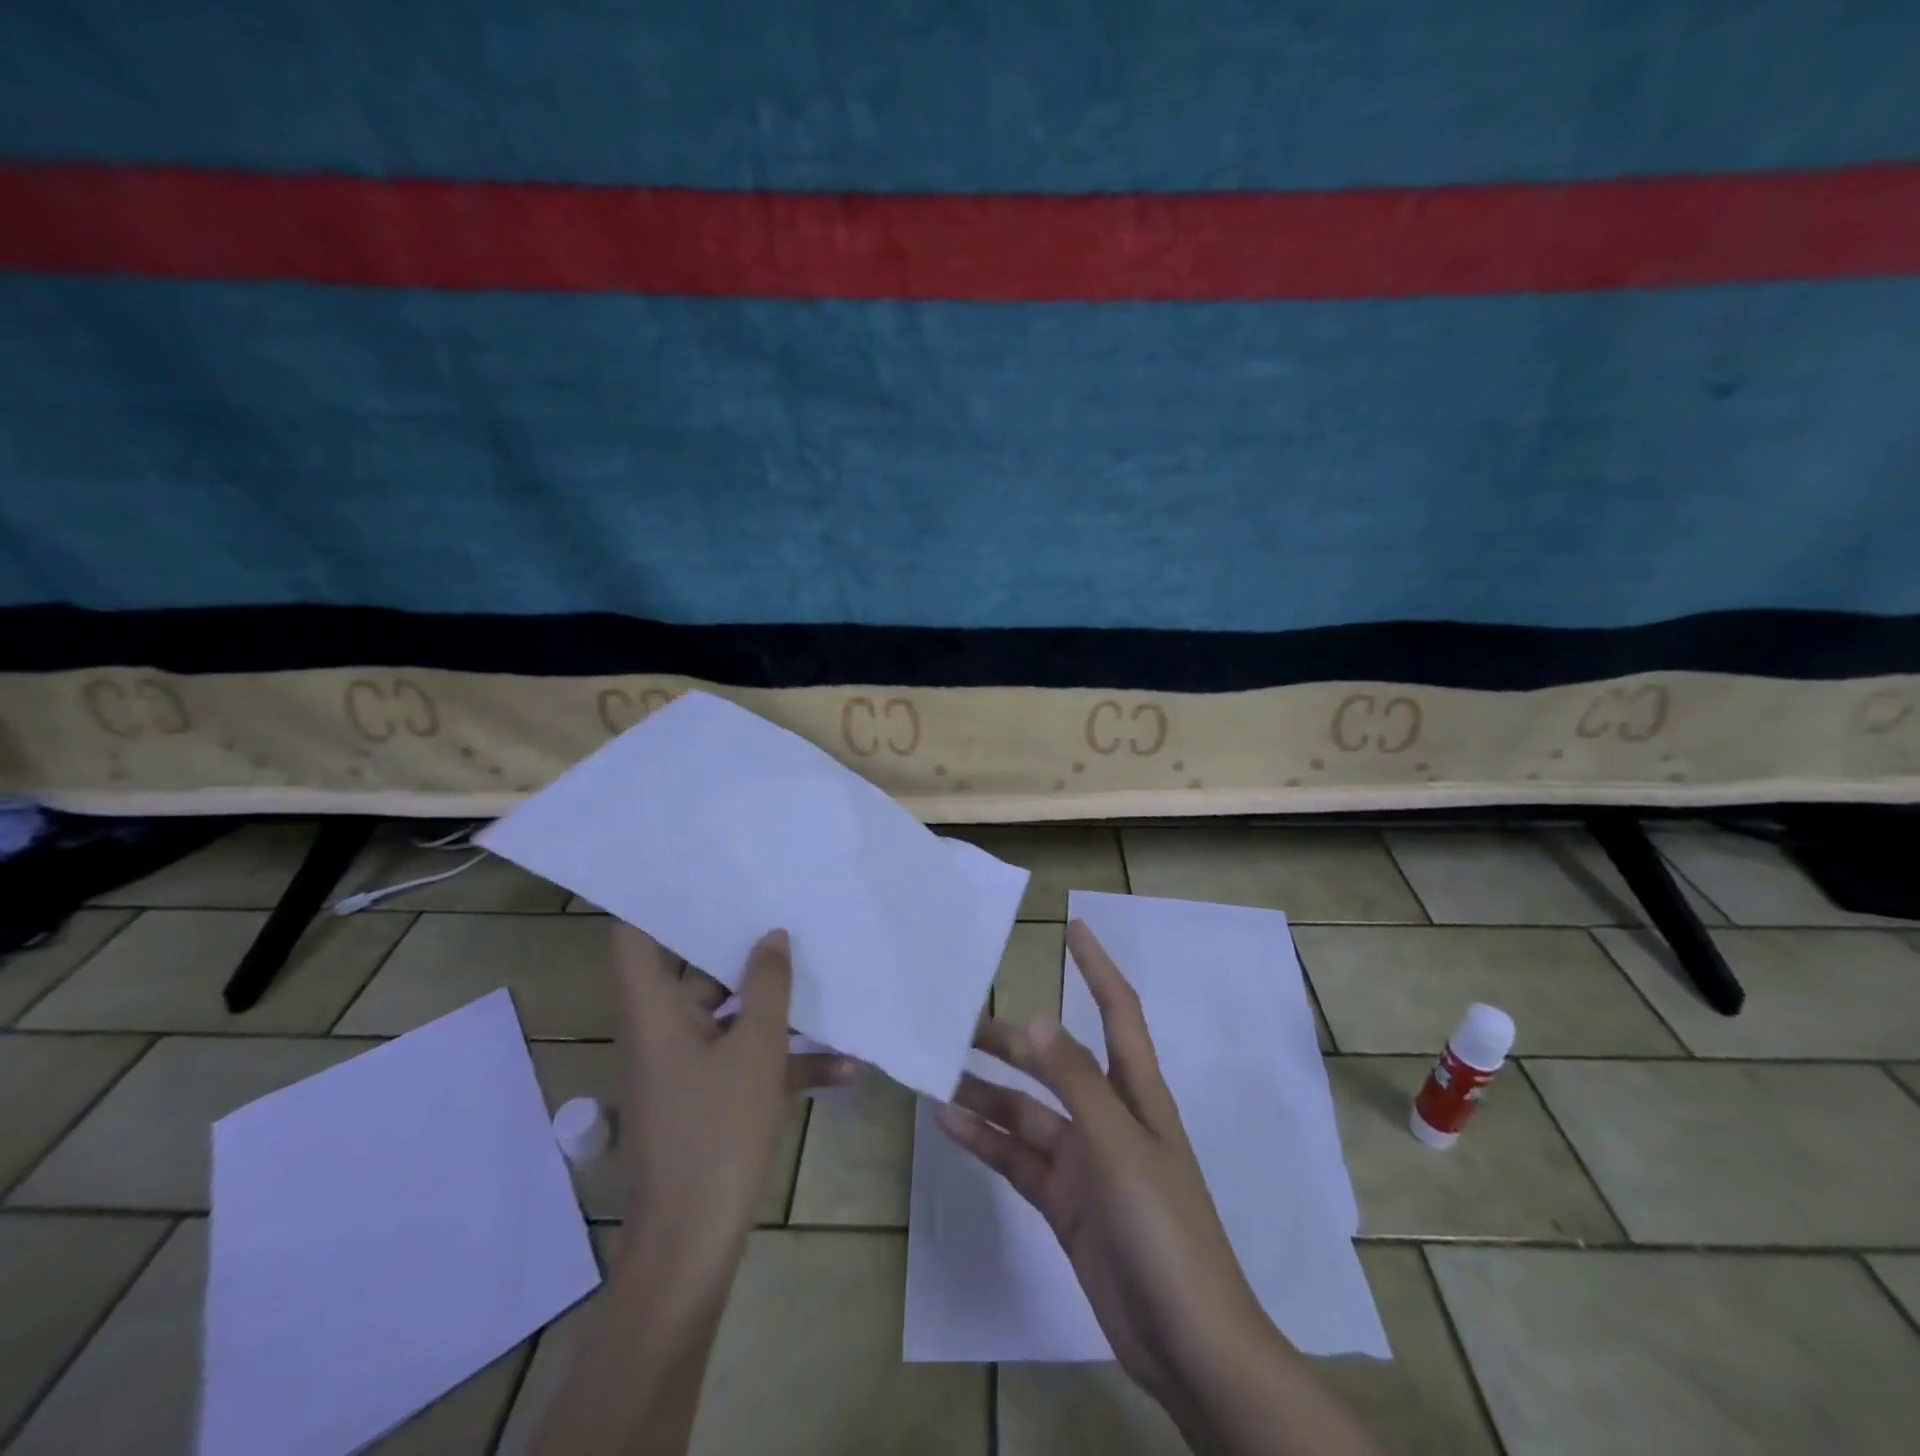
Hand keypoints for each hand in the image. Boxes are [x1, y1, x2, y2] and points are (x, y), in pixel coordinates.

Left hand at [611, 924, 852, 1273]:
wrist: (696, 1240)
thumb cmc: (717, 1131)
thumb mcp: (755, 1049)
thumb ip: (767, 987)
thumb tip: (771, 936)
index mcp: (656, 1013)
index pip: (633, 940)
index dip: (654, 902)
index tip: (695, 872)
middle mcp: (665, 1031)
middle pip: (693, 972)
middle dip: (737, 946)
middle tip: (777, 907)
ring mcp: (689, 1067)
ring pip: (730, 1017)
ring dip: (774, 1007)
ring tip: (820, 973)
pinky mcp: (711, 1098)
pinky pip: (747, 1062)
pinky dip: (785, 1061)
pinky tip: (844, 1067)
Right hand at [936, 920, 1267, 1401]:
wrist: (1187, 1341)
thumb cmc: (1163, 1227)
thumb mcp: (1119, 1145)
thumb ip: (1076, 1082)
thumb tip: (1037, 1018)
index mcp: (1136, 1094)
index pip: (1118, 1012)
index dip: (1097, 968)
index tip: (1072, 928)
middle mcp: (1109, 1117)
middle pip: (1056, 1063)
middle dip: (1015, 1041)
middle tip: (961, 1024)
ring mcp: (1085, 1161)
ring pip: (1028, 1112)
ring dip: (988, 1093)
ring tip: (939, 1073)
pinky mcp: (1064, 1201)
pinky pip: (1017, 1157)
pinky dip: (984, 1140)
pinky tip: (948, 1123)